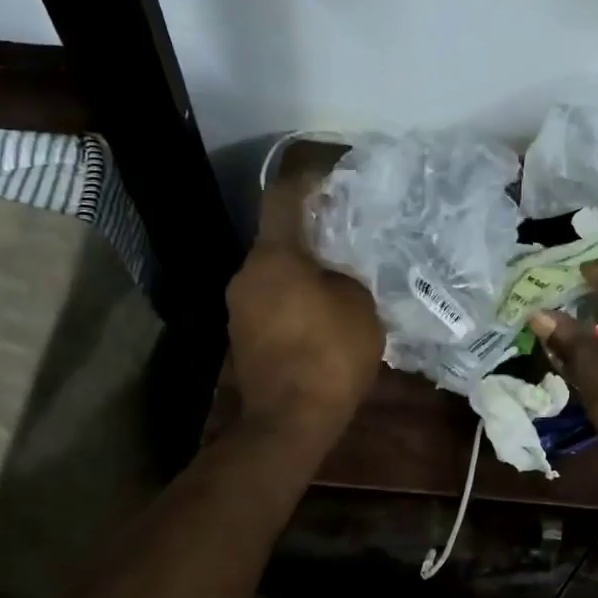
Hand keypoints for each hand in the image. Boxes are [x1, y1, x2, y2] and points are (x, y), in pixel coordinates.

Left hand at [226, 177, 382, 443]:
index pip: (283, 198)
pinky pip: (271, 299)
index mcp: (274, 257)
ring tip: (340, 274)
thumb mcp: (359, 305)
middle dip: (311, 231)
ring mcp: (239, 307)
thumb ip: (347, 275)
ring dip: (303, 268)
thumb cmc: (329, 355)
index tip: (333, 176)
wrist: (290, 421)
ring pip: (274, 271)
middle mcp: (246, 274)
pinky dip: (294, 296)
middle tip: (348, 232)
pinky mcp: (243, 335)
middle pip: (278, 237)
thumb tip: (337, 271)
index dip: (308, 180)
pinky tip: (322, 310)